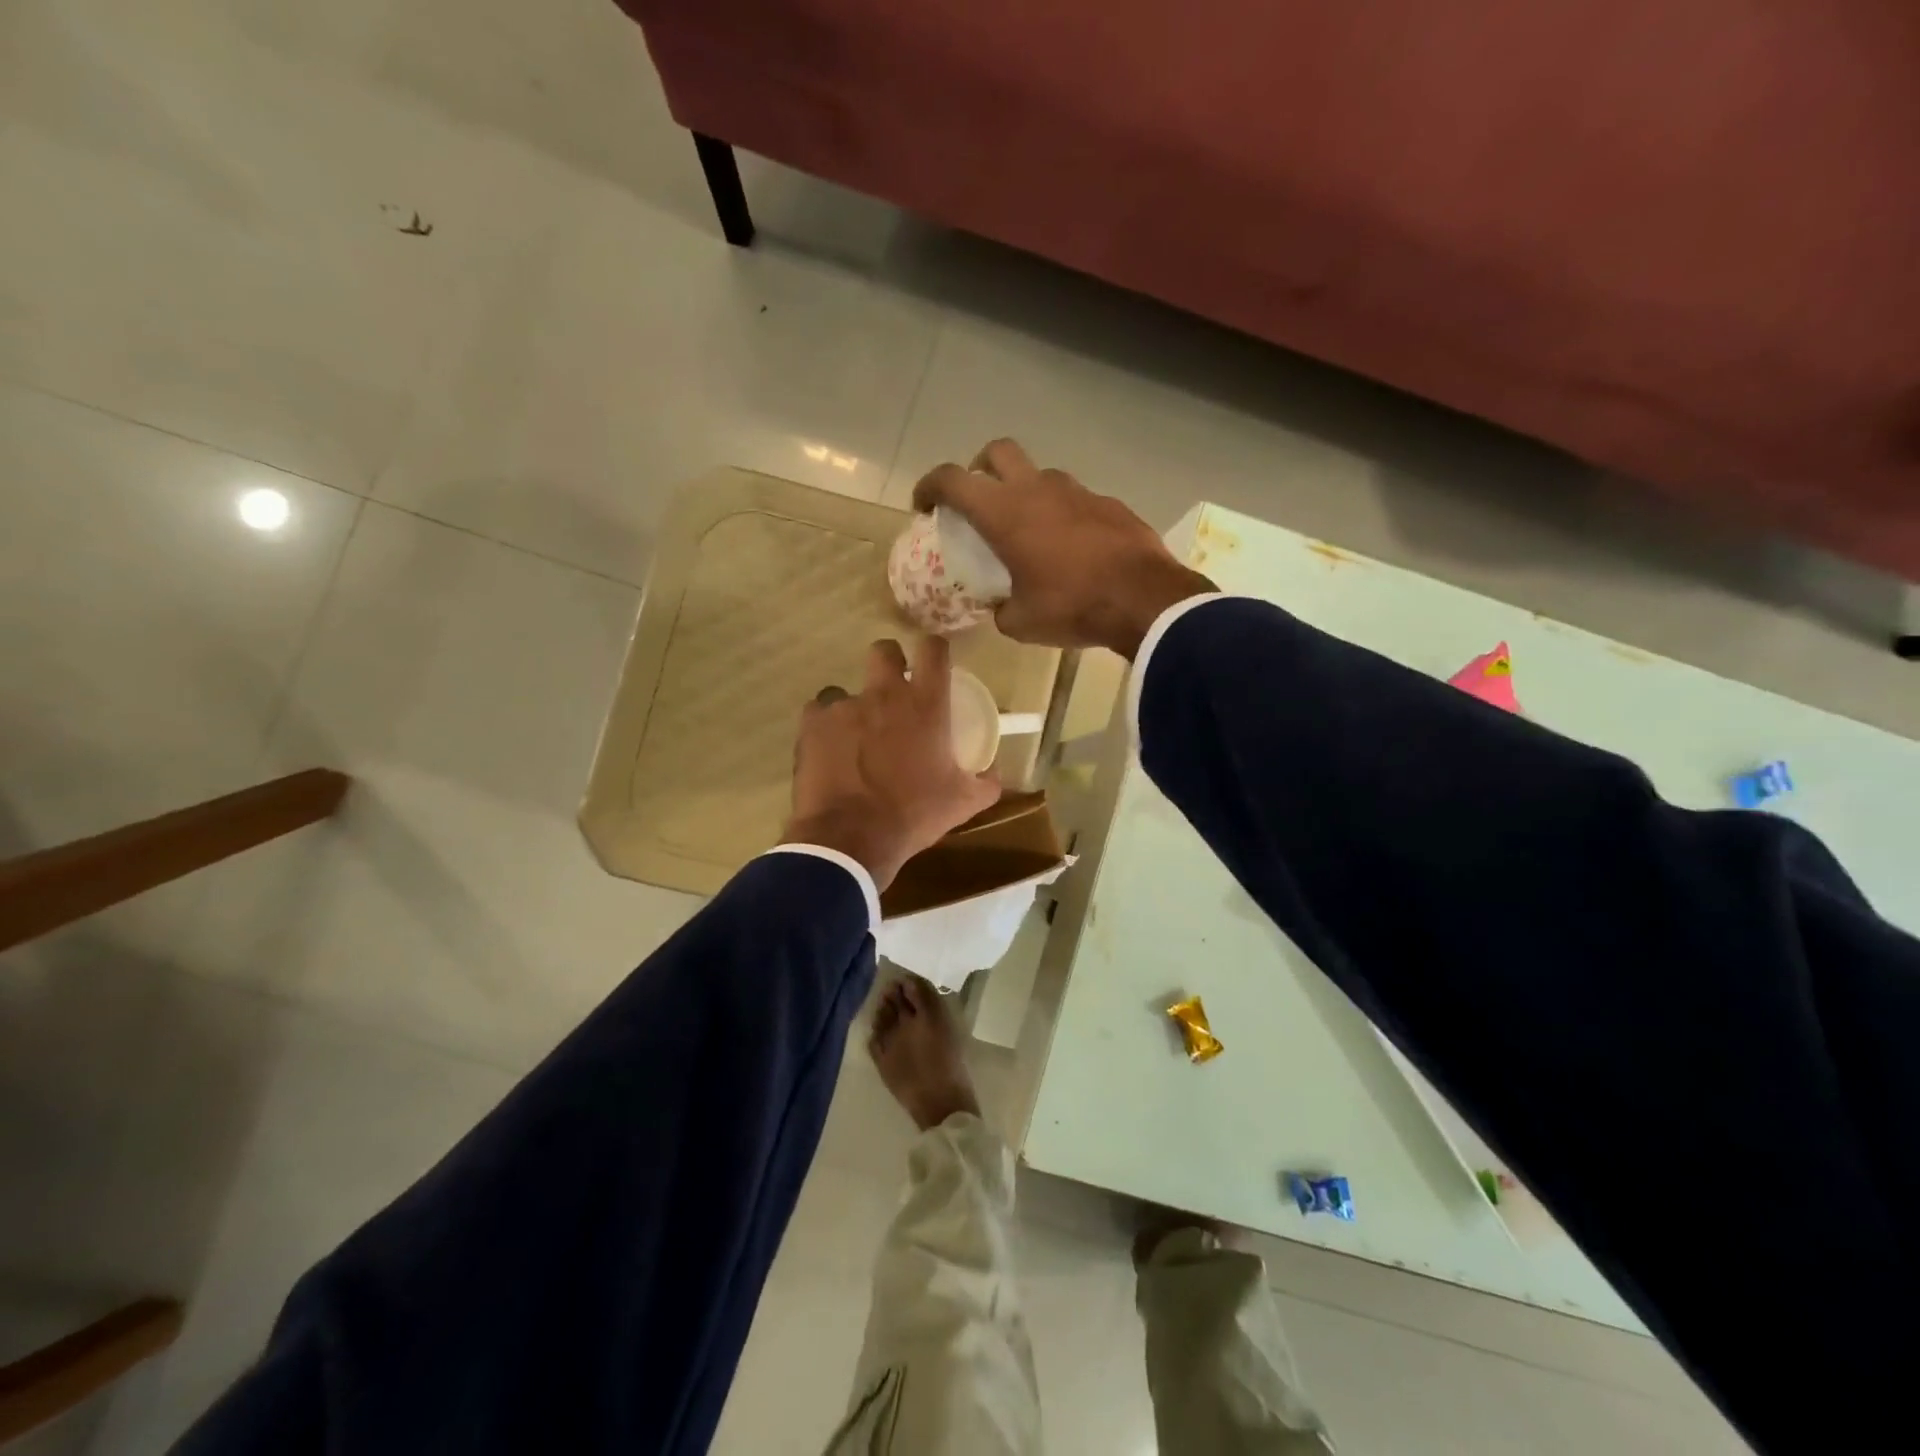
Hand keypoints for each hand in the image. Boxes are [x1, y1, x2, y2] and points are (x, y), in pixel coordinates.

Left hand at [784, 636, 1000, 889]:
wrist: (851, 838)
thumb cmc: (913, 815)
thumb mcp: (962, 803)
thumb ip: (985, 783)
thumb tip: (995, 773)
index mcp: (925, 704)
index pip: (934, 650)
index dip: (935, 649)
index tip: (934, 662)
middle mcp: (884, 694)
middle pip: (884, 651)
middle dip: (890, 663)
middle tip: (893, 691)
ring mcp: (844, 706)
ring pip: (846, 689)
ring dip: (854, 707)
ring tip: (855, 737)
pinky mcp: (812, 724)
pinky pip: (818, 713)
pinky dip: (824, 727)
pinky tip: (829, 751)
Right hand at [912, 439, 1215, 657]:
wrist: (1144, 599)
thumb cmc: (1072, 607)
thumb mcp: (1021, 623)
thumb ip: (1001, 609)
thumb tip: (1002, 607)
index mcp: (1004, 513)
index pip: (952, 480)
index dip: (930, 486)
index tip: (923, 504)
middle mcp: (1037, 489)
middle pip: (997, 452)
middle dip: (979, 468)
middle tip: (977, 499)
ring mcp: (1077, 491)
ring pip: (1040, 475)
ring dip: (1025, 493)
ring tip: (1029, 531)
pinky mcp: (1107, 503)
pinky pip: (1074, 500)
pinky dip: (1062, 514)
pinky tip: (1071, 547)